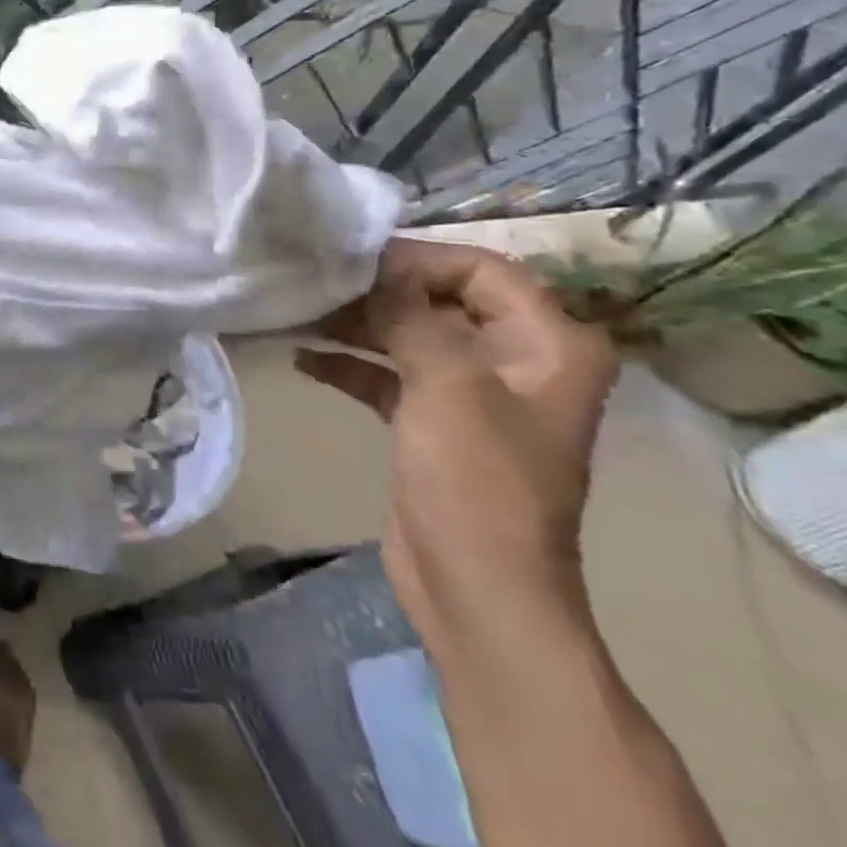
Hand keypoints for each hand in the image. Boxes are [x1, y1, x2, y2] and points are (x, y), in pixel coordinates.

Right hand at [296, 239, 617, 643]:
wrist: (476, 587)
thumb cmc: (475, 480)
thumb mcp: (445, 383)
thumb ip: (408, 315)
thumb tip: (368, 269)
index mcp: (549, 345)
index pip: (480, 269)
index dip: (415, 259)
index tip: (349, 261)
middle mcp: (517, 360)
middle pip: (439, 298)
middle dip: (377, 291)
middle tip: (314, 284)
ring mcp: (474, 393)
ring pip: (409, 335)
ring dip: (356, 325)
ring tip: (297, 314)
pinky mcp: (435, 422)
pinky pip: (390, 374)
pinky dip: (351, 364)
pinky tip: (302, 359)